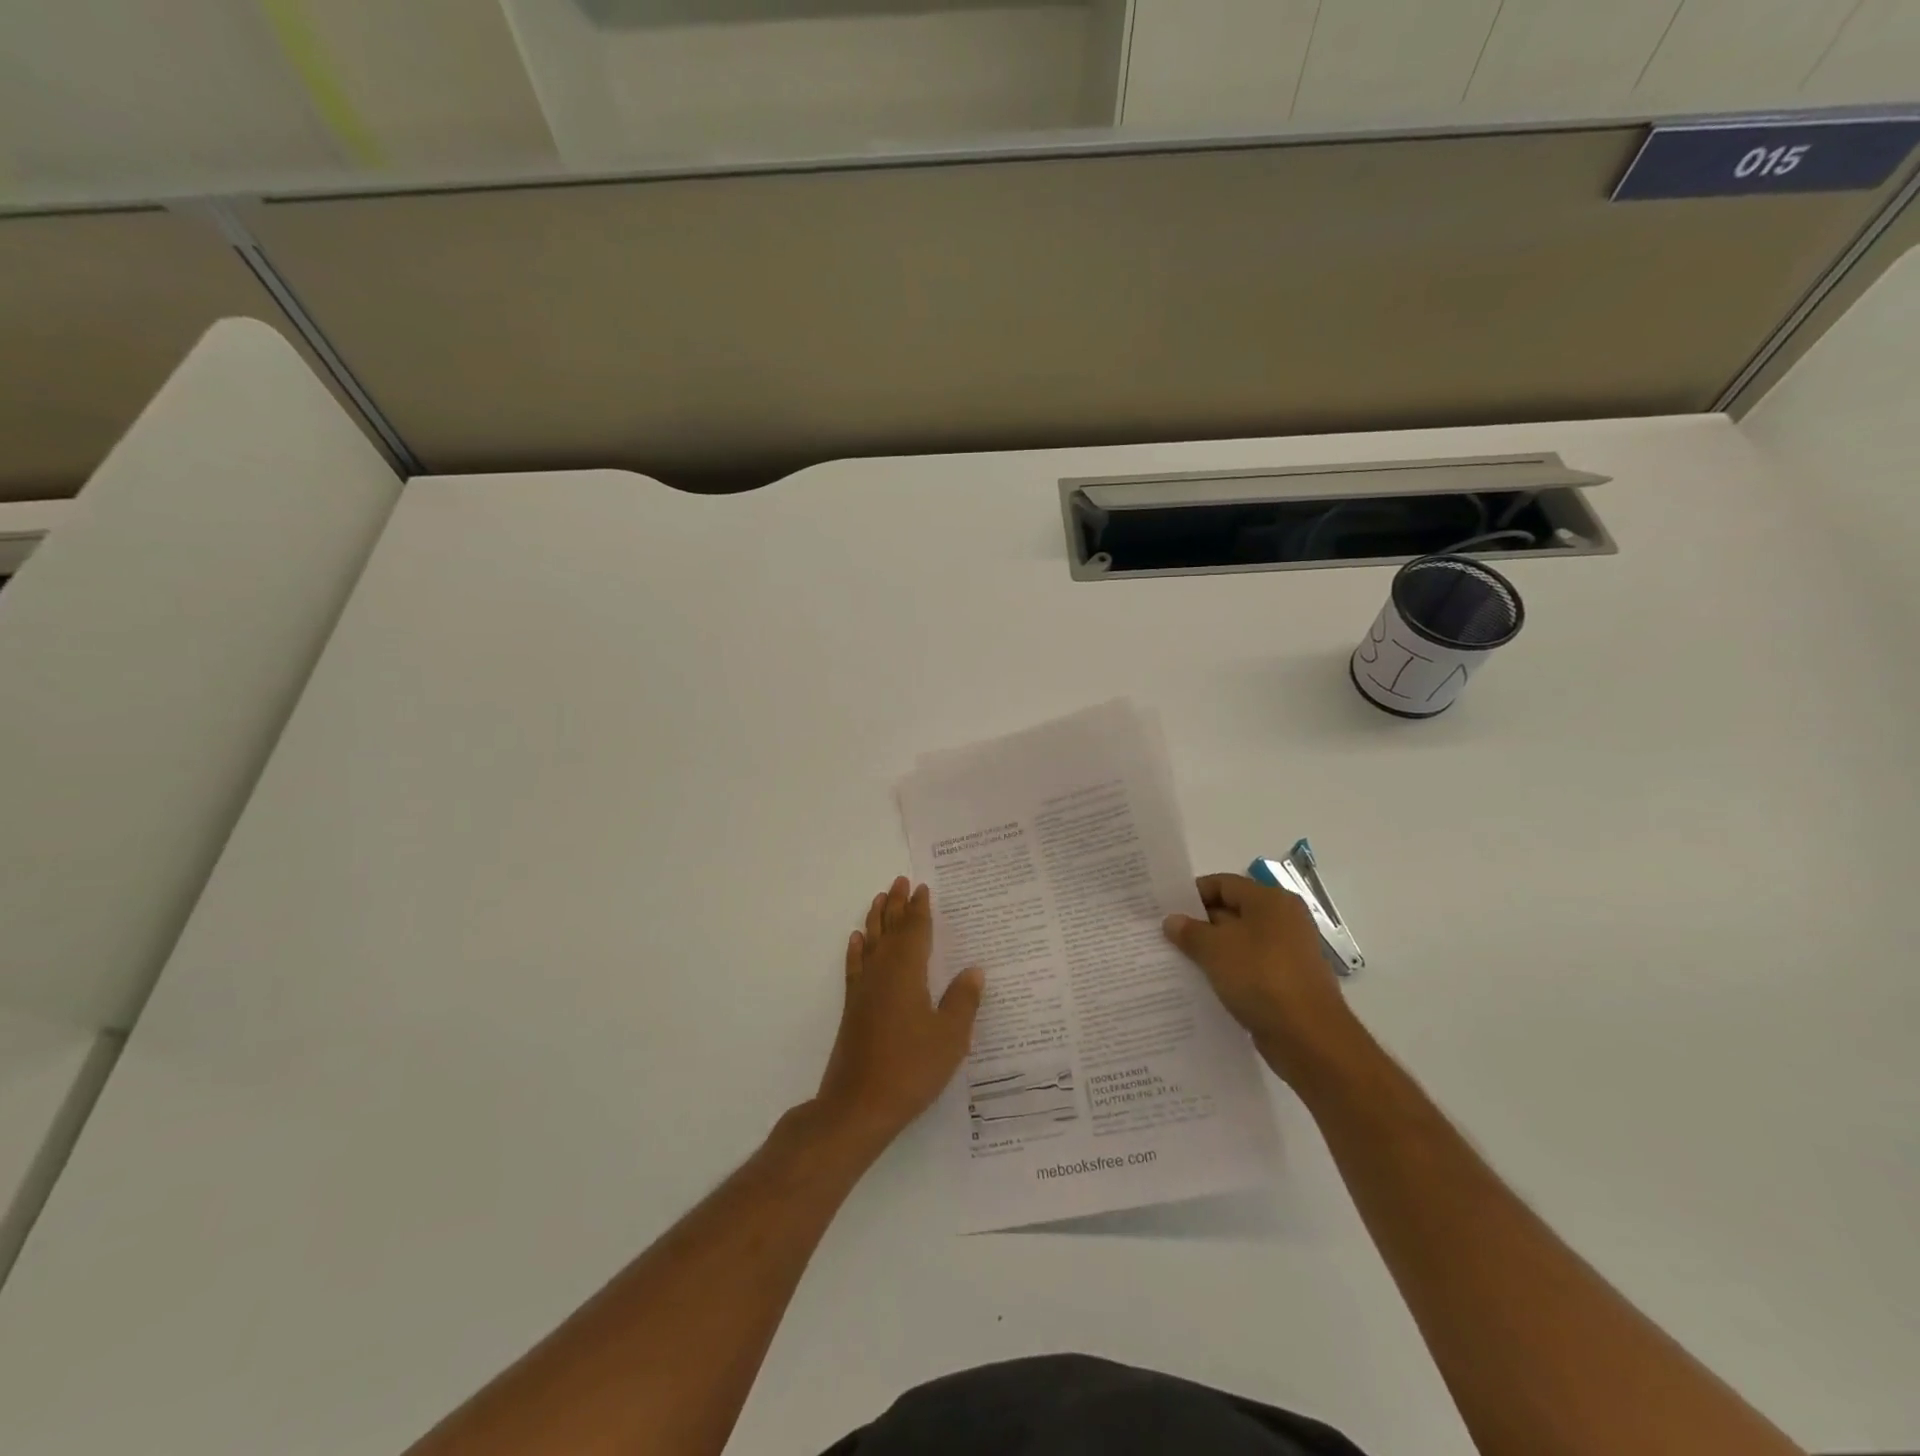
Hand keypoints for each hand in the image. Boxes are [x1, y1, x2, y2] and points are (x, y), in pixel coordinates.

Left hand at [816, 877, 984, 1144]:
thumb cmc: (911, 1069)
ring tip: (879, 898)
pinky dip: (857, 951)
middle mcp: (882, 973)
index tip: (921, 887)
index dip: (920, 909)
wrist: (858, 1105)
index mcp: (907, 973)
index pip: (915, 931)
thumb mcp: (950, 1037)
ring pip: (871, 943)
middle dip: (897, 905)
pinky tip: (857, 942)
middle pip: (891, 930)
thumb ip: (963, 1001)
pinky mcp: (853, 1009)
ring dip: (876, 919)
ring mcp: (863, 991)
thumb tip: (974, 970)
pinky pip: (855, 967)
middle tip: (900, 881)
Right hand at [1163, 873, 1359, 1082]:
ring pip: (1240, 943)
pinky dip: (1228, 973)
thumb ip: (1190, 931)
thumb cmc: (1260, 977)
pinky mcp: (1288, 983)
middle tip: (1165, 936)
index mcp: (1270, 901)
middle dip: (1199, 924)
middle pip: (1232, 911)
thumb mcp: (1214, 949)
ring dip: (1211, 951)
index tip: (1165, 909)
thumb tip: (1172, 921)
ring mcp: (1288, 953)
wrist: (1309, 1038)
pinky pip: (1250, 969)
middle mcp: (1284, 920)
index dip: (1192, 894)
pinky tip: (1203, 985)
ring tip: (1178, 961)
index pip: (1223, 884)